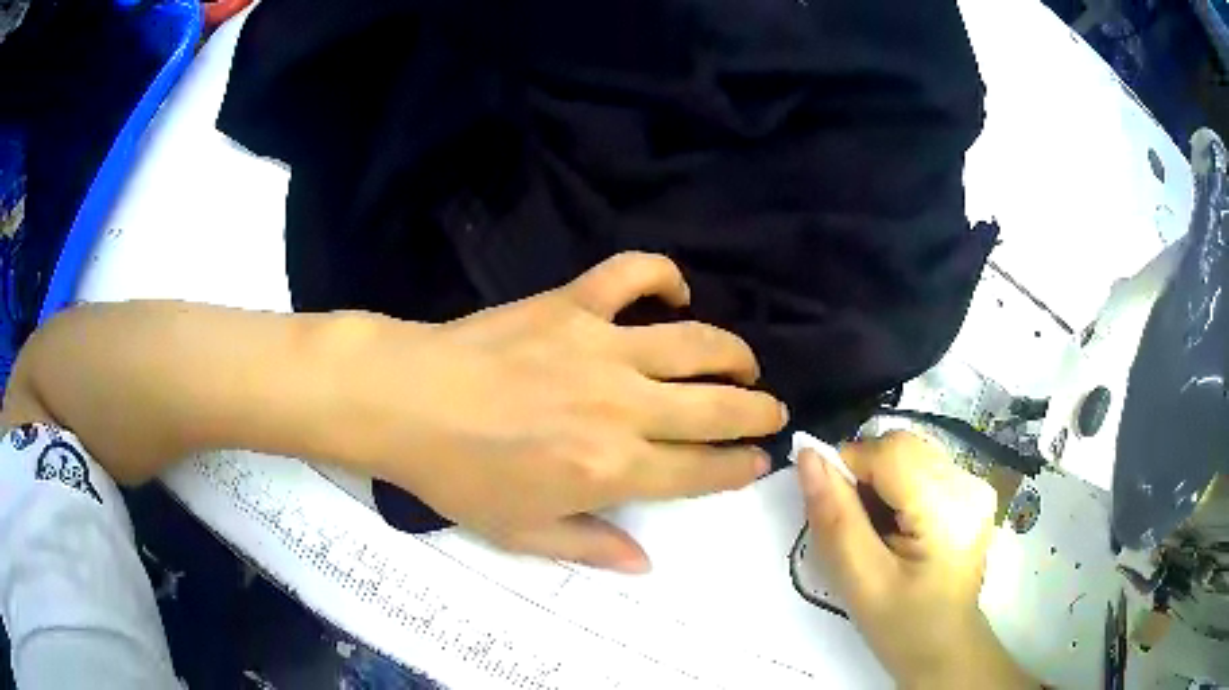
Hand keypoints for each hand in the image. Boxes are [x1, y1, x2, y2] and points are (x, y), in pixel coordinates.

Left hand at [344, 253, 786, 571]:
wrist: (405, 401)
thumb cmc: (459, 476)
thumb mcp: (521, 533)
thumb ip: (590, 548)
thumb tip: (646, 563)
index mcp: (612, 469)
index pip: (701, 470)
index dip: (738, 467)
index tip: (758, 462)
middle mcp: (623, 407)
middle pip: (717, 406)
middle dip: (757, 411)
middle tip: (771, 411)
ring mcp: (601, 347)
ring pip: (695, 342)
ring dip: (733, 354)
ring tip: (744, 363)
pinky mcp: (572, 302)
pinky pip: (633, 274)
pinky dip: (663, 275)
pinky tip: (676, 291)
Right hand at [798, 432, 1036, 688]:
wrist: (945, 649)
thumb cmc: (903, 628)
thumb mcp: (860, 583)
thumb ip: (835, 519)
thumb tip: (808, 456)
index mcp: (949, 509)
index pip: (889, 452)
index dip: (848, 469)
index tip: (834, 513)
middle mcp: (970, 482)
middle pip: (901, 446)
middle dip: (865, 477)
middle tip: (855, 529)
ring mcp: (975, 483)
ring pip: (908, 452)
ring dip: (879, 482)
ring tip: (878, 532)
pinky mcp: (971, 489)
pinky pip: (920, 466)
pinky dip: (897, 487)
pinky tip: (898, 527)